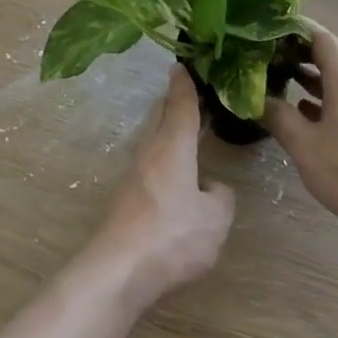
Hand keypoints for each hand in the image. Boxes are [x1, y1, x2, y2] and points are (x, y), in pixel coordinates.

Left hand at [89, 66, 235, 309]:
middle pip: (162, 118)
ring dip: (170, 133)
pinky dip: (166, 159)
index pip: (181, 105)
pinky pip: (151, 167)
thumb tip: (210, 188)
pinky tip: (178, 178)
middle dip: (175, 103)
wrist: (118, 273)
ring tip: (190, 134)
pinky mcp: (126, 200)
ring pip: (155, 143)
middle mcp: (150, 153)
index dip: (185, 84)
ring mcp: (134, 177)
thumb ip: (220, 197)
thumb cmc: (172, 236)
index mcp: (173, 146)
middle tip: (194, 94)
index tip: (183, 65)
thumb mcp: (215, 219)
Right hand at [264, 27, 337, 247]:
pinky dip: (332, 96)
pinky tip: (312, 116)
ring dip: (320, 75)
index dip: (297, 32)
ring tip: (290, 83)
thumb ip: (279, 117)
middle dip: (309, 50)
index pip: (323, 37)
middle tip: (280, 57)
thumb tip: (257, 98)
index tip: (272, 35)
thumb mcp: (304, 146)